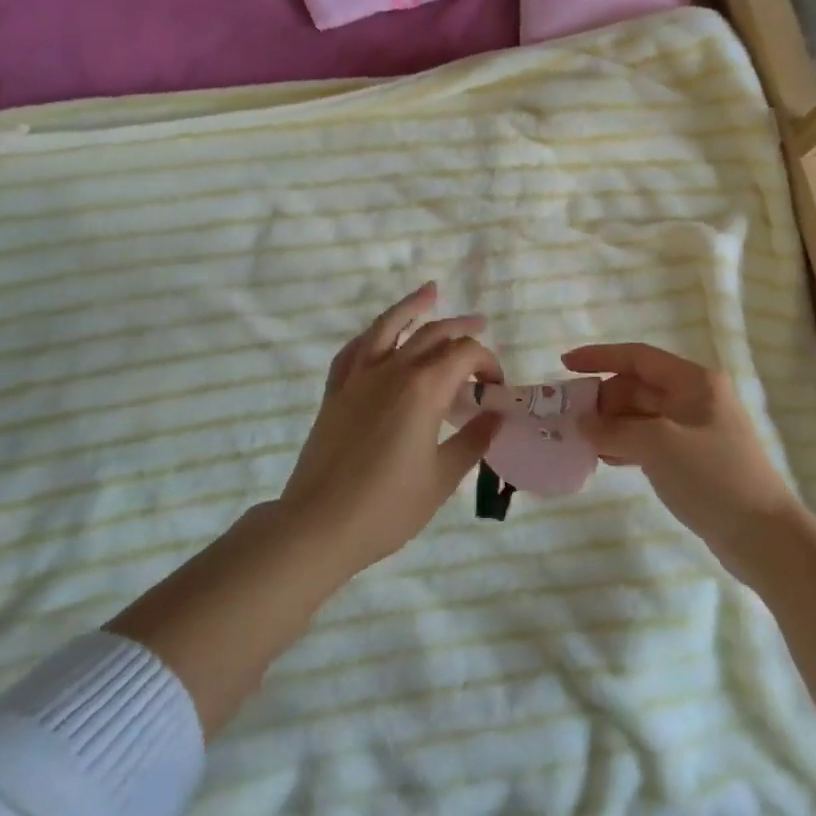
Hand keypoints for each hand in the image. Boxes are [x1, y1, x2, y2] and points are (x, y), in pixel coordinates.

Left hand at [282, 283, 501, 574]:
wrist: (319, 524)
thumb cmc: (388, 507)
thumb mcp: (442, 478)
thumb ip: (473, 440)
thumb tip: (496, 416)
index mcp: (424, 388)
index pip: (464, 354)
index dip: (487, 362)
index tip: (496, 387)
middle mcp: (392, 370)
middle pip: (432, 334)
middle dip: (460, 328)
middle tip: (480, 325)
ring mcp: (359, 377)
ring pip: (388, 326)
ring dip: (412, 307)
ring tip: (430, 291)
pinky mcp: (336, 391)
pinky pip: (354, 349)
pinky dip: (372, 335)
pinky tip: (379, 333)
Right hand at [561, 342, 803, 579]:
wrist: (763, 536)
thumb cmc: (713, 476)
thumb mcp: (658, 445)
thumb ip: (614, 429)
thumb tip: (582, 423)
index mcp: (693, 381)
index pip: (638, 357)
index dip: (599, 357)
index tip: (565, 364)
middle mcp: (694, 397)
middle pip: (637, 386)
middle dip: (603, 399)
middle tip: (572, 419)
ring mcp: (694, 429)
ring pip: (641, 415)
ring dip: (611, 424)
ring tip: (581, 441)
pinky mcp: (692, 458)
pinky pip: (649, 439)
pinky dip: (625, 444)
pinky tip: (605, 458)